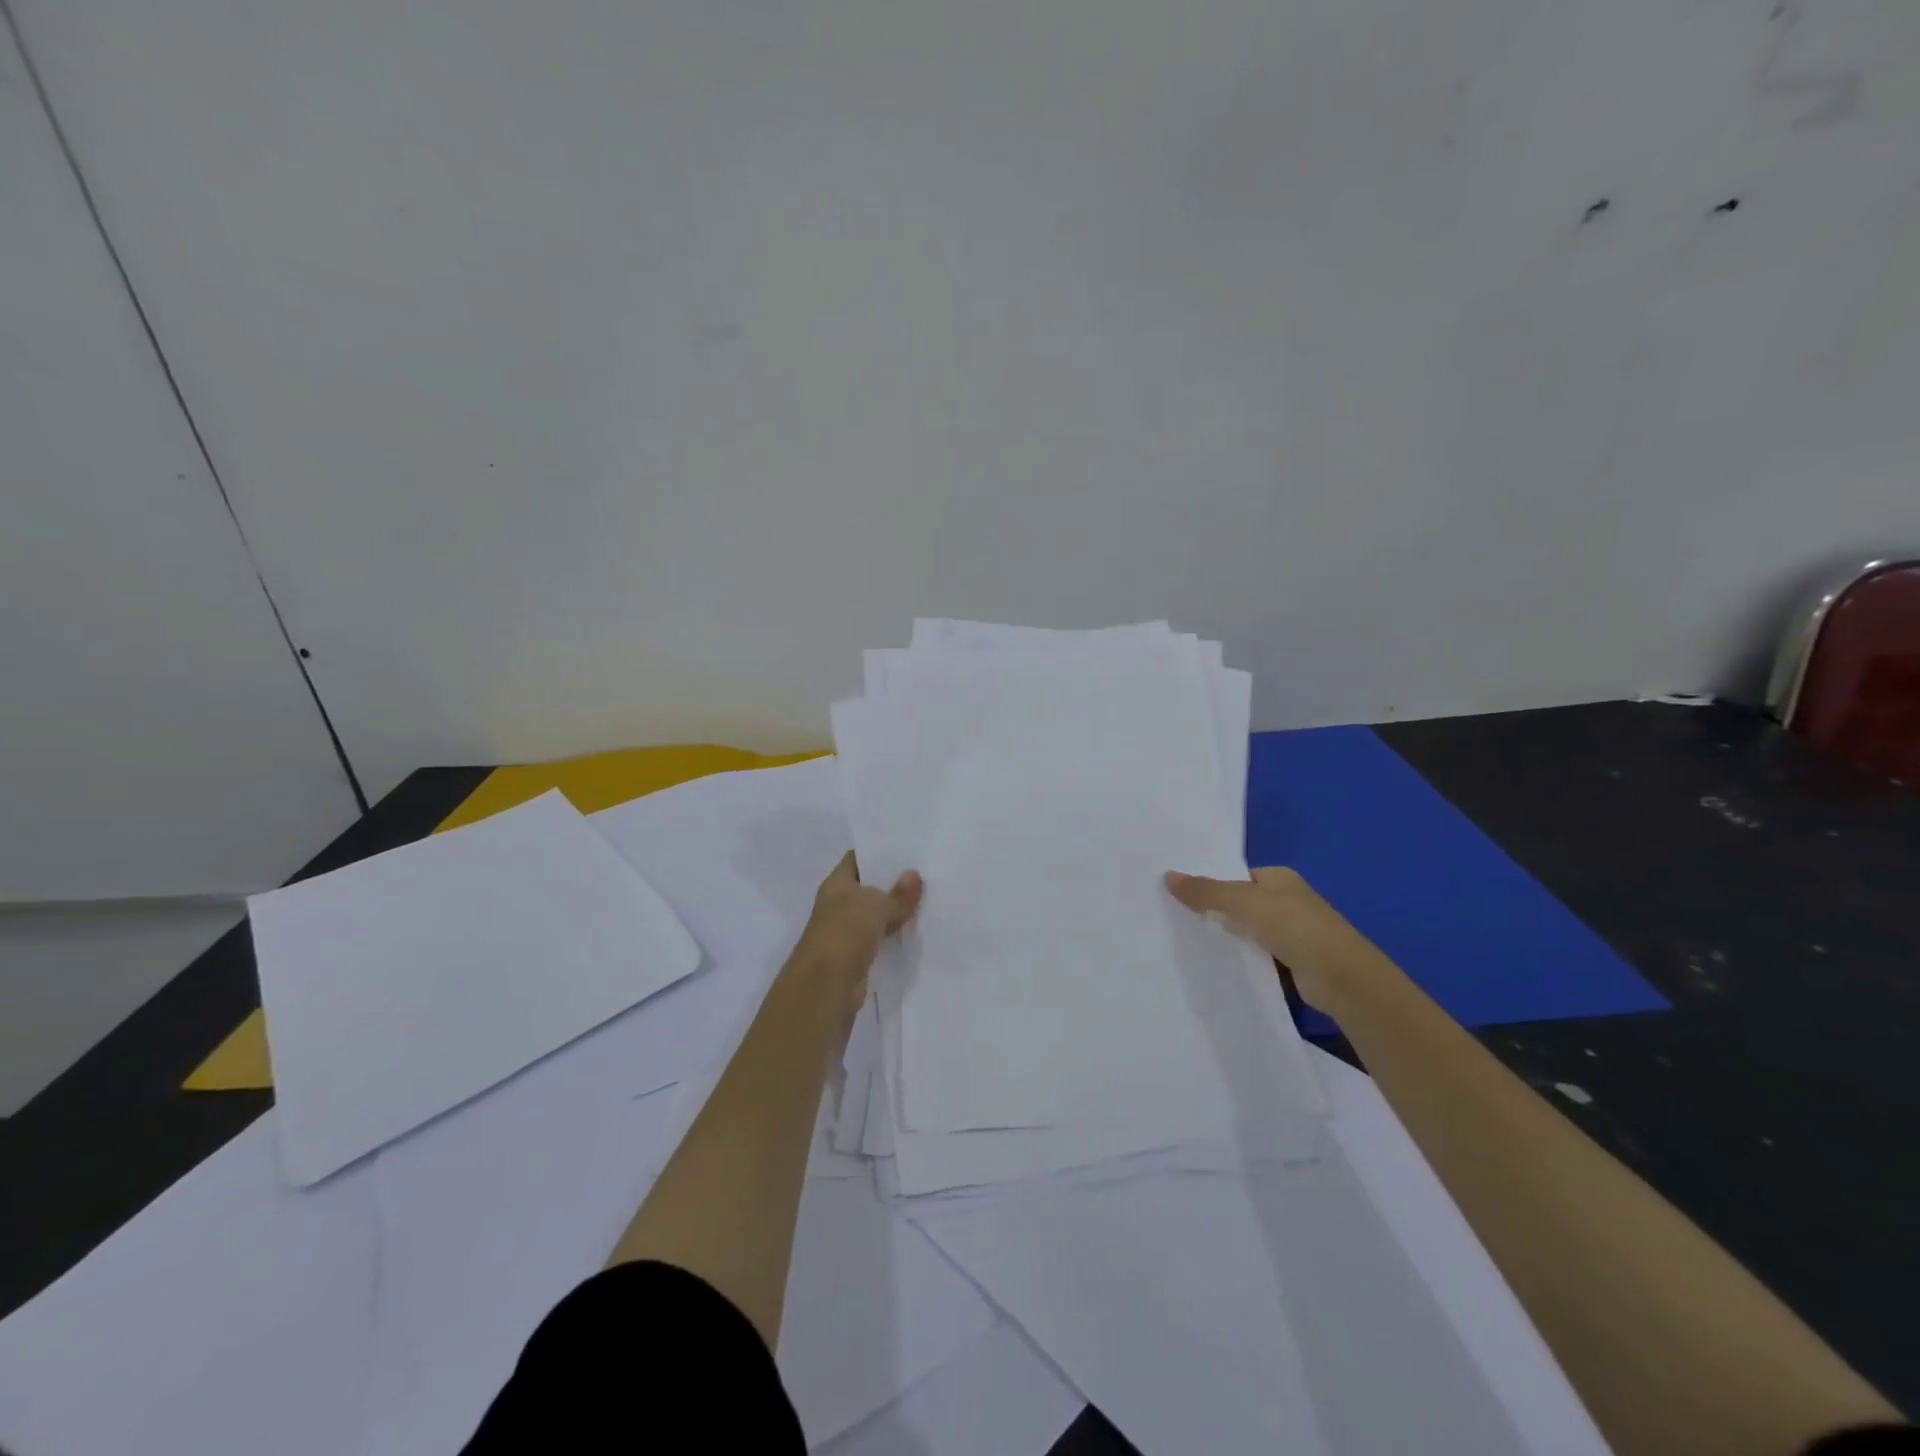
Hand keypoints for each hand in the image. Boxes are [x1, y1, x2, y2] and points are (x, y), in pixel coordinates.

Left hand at [795, 854, 922, 1016]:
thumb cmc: (845, 933)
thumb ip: (897, 894)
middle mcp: (839, 904)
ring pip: (876, 914)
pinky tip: (918, 928)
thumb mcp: (875, 906)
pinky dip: (896, 934)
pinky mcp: (858, 954)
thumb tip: (915, 876)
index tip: (906, 848)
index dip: (878, 852)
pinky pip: (880, 937)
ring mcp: (847, 930)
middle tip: (926, 872)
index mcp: (836, 884)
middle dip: (893, 881)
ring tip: (929, 898)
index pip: (857, 859)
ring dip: (897, 910)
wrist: (826, 986)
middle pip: (869, 887)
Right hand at [1164, 865, 1381, 1012]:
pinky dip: (1240, 957)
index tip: (1179, 894)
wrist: (1341, 977)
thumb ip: (1207, 891)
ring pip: (1247, 930)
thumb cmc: (1294, 926)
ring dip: (1227, 936)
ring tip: (1187, 939)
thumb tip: (1167, 876)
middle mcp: (1287, 900)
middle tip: (1176, 917)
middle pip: (1241, 902)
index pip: (1237, 876)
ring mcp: (1292, 932)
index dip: (1211, 883)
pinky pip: (1256, 954)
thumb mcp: (1244, 902)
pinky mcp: (1292, 961)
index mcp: (1279, 877)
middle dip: (1215, 910)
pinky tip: (1217, 962)